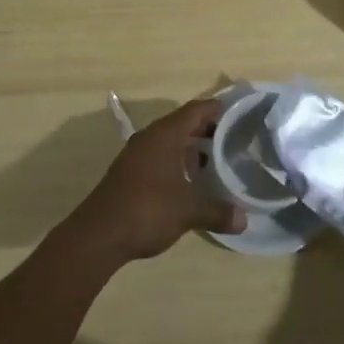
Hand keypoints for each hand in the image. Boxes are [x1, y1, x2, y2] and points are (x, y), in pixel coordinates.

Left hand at [65, 98, 242, 265]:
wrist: (99, 234)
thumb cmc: (147, 210)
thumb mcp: (188, 211)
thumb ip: (217, 211)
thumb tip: (244, 219)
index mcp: (165, 134)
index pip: (196, 110)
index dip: (218, 109)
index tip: (240, 114)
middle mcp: (151, 137)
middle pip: (184, 123)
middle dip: (208, 129)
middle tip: (235, 139)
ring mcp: (138, 154)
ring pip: (171, 141)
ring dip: (192, 147)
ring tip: (217, 160)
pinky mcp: (130, 172)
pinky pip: (160, 156)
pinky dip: (178, 161)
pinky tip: (191, 180)